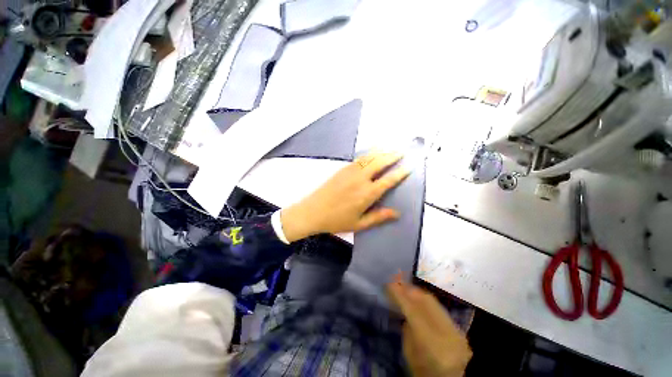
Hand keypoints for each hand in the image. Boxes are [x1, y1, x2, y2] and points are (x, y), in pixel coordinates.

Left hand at [280, 151, 410, 241]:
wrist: (313, 211)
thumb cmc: (336, 220)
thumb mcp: (359, 224)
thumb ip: (378, 217)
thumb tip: (397, 213)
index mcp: (367, 194)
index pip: (388, 180)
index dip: (400, 173)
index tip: (409, 166)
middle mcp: (361, 179)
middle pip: (380, 163)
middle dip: (393, 156)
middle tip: (402, 151)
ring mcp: (350, 172)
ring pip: (369, 158)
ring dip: (381, 152)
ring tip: (391, 148)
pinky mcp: (342, 169)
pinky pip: (359, 159)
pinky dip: (369, 154)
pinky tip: (372, 153)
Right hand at [387, 279, 471, 376]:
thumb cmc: (421, 372)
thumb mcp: (408, 352)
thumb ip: (407, 326)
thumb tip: (402, 303)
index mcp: (434, 346)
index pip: (414, 312)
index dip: (401, 295)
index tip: (389, 284)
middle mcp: (449, 337)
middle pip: (427, 303)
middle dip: (409, 289)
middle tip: (395, 281)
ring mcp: (458, 333)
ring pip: (434, 302)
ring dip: (417, 292)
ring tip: (404, 286)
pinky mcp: (460, 331)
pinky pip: (440, 308)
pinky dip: (426, 300)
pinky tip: (417, 296)